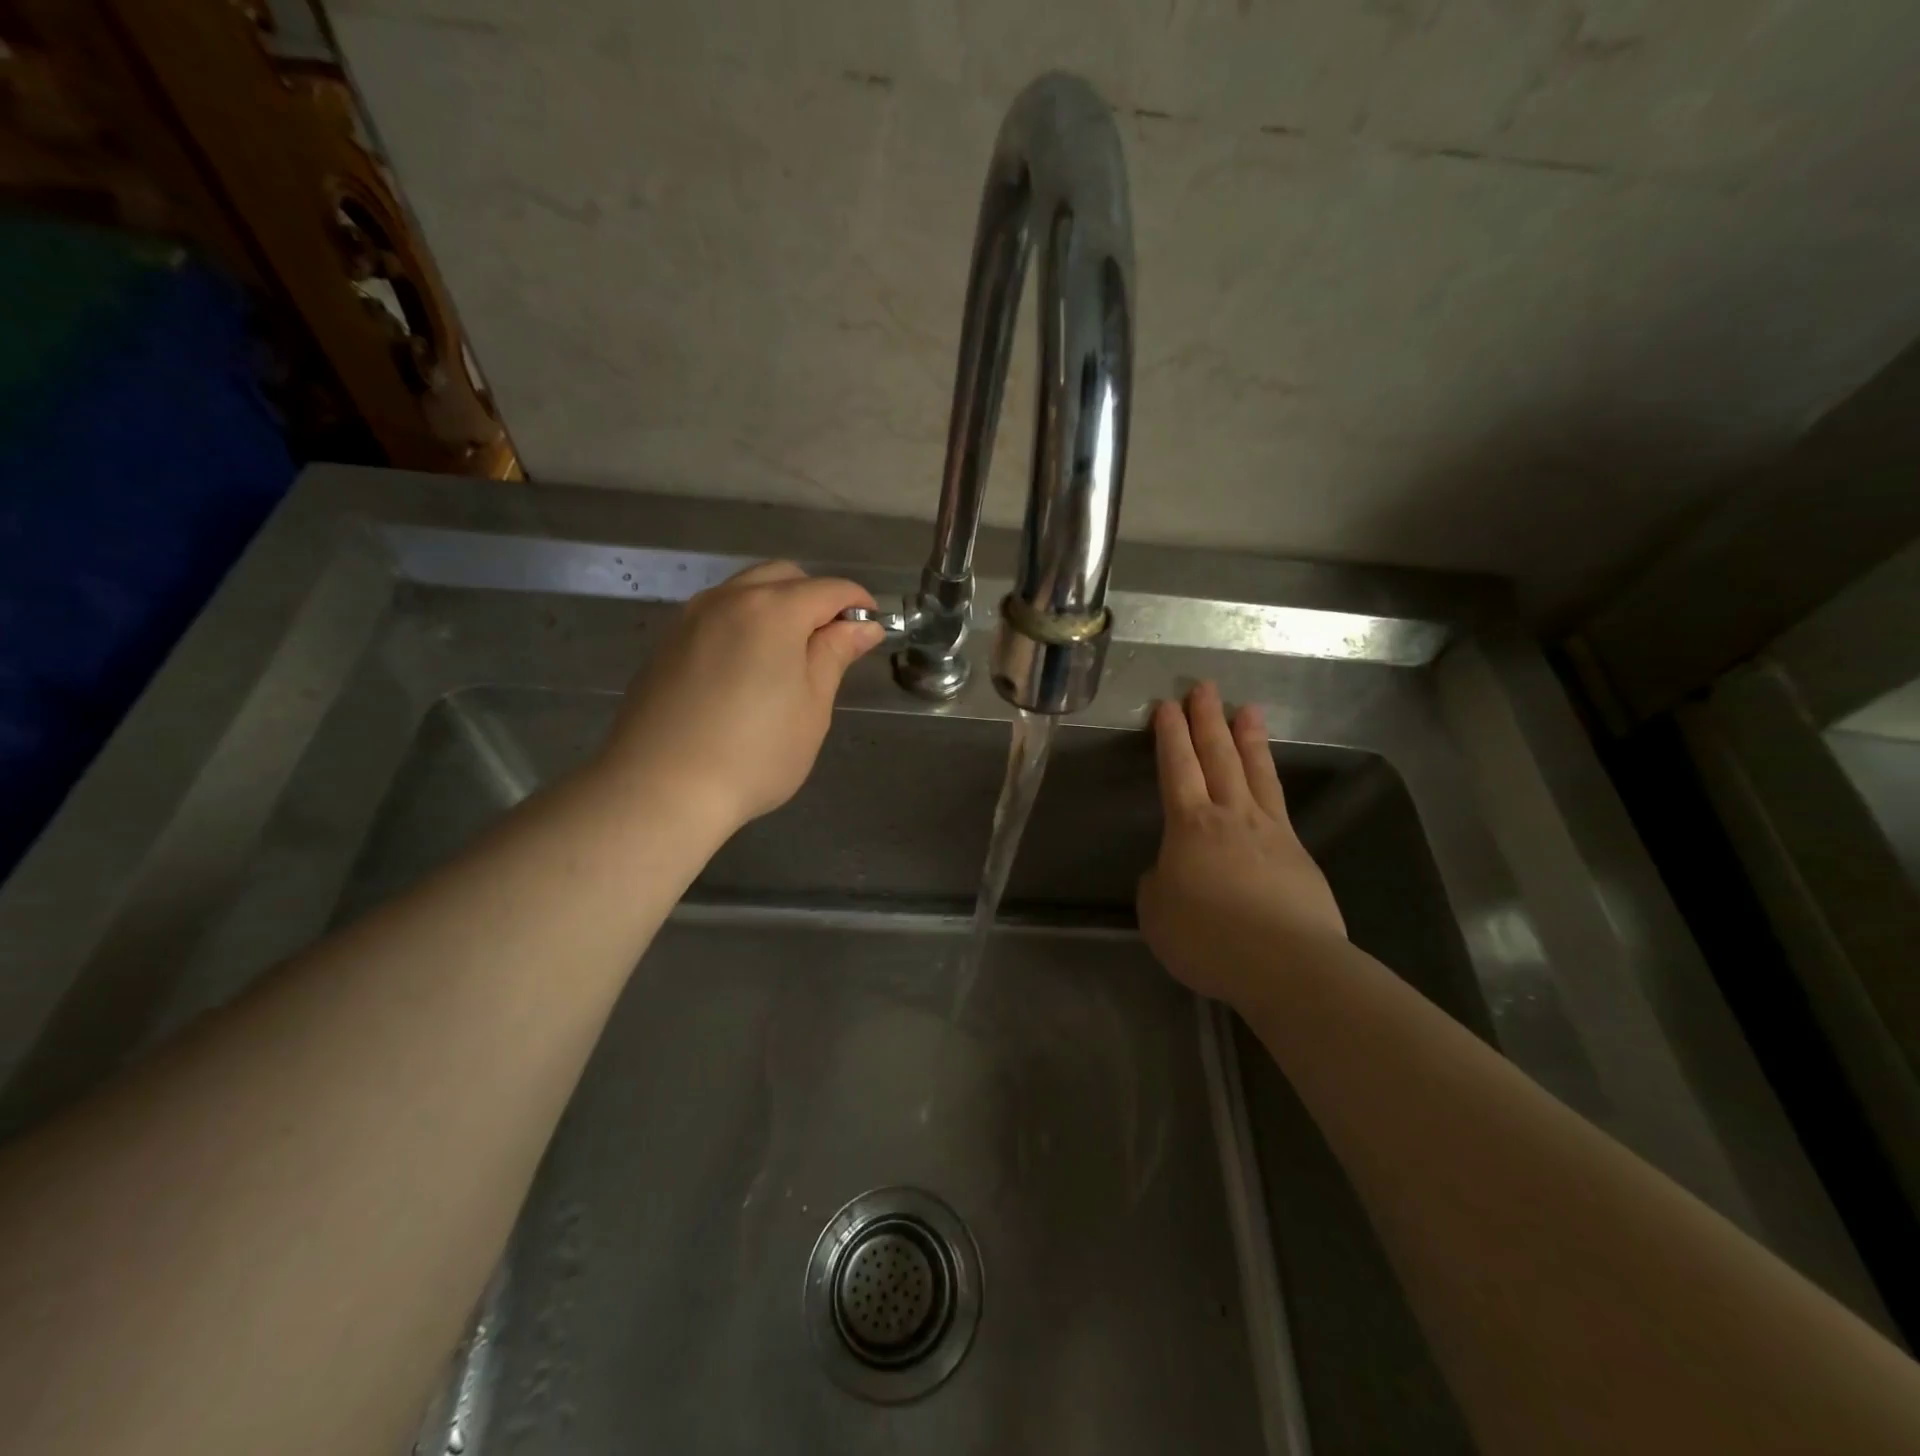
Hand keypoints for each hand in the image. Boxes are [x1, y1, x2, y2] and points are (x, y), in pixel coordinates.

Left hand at [594, 561, 883, 835]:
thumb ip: (835, 655)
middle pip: (783, 577)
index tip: (871, 630)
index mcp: (772, 611)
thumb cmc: (754, 754)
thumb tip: (862, 625)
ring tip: (789, 657)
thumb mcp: (811, 707)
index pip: (828, 589)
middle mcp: (728, 599)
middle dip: (815, 598)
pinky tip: (746, 670)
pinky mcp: (666, 643)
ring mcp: (690, 618)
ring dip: (776, 607)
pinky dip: (743, 624)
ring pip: (744, 591)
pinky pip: (716, 615)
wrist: (659, 789)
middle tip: (831, 644)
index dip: (857, 605)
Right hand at [1137, 682, 1346, 1006]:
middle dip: (1207, 720)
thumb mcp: (1157, 914)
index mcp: (1190, 825)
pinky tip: (1269, 778)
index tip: (1167, 706)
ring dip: (1247, 738)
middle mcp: (1231, 815)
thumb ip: (1158, 885)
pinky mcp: (1298, 853)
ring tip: (1246, 709)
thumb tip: (1170, 872)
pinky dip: (1270, 781)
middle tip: (1203, 687)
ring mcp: (1270, 831)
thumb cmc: (1208, 938)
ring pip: (1255, 771)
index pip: (1177, 768)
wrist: (1286, 964)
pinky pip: (1279, 804)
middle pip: (1218, 756)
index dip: (1170, 735)